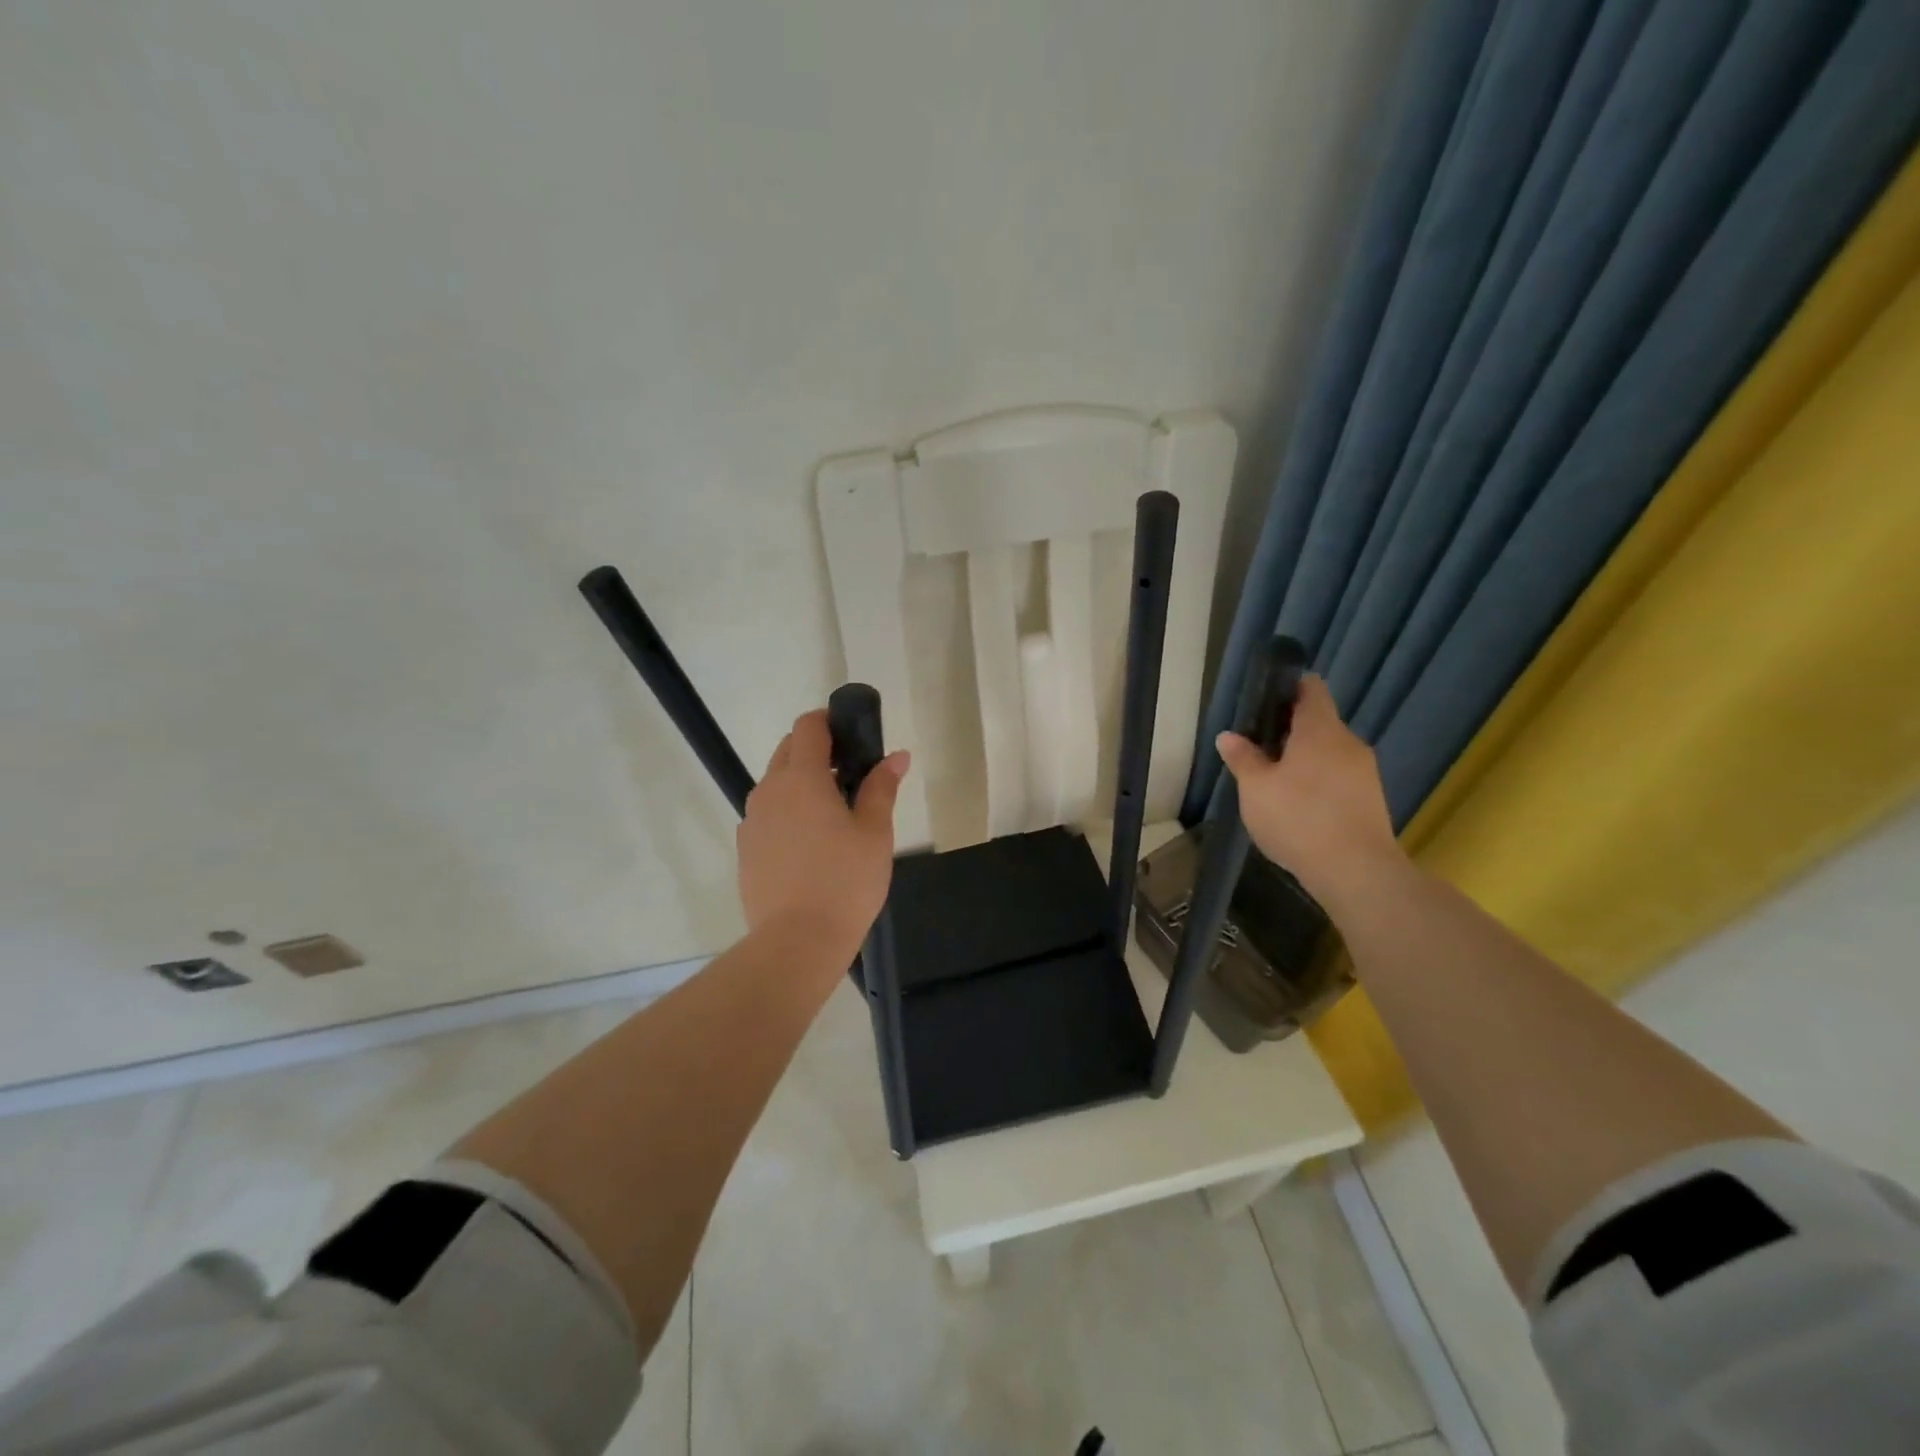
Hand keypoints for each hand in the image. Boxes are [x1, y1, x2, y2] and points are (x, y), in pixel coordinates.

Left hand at [737, 708, 908, 960]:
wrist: (796, 942)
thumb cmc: (845, 882)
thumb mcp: (875, 832)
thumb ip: (882, 787)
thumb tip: (896, 756)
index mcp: (802, 778)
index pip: (809, 727)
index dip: (830, 720)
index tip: (853, 734)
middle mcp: (769, 790)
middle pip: (788, 750)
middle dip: (817, 751)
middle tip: (851, 776)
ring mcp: (752, 821)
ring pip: (776, 784)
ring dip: (801, 783)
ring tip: (833, 814)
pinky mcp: (746, 849)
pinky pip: (768, 815)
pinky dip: (788, 812)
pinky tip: (811, 845)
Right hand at [1215, 675, 1401, 903]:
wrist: (1356, 871)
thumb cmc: (1298, 818)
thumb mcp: (1255, 788)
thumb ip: (1242, 758)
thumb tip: (1229, 736)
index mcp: (1320, 729)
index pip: (1311, 688)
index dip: (1288, 687)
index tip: (1264, 702)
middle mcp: (1348, 742)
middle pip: (1319, 722)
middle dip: (1290, 731)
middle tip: (1258, 749)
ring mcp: (1365, 771)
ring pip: (1329, 752)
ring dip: (1304, 759)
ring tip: (1275, 782)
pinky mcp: (1371, 799)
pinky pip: (1339, 776)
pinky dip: (1319, 782)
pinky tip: (1299, 806)